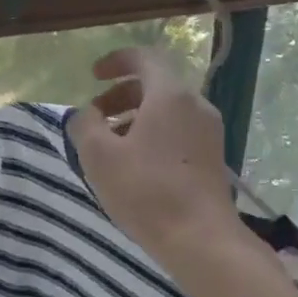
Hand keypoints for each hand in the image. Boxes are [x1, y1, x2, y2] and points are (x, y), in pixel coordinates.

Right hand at [67, 46, 242, 270]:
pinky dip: (153, 134)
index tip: (93, 76)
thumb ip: (84, 125)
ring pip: (167, 110)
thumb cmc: (146, 191)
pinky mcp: (212, 157)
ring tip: (110, 145)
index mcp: (170, 95)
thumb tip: (86, 115)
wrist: (201, 238)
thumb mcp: (99, 156)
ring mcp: (209, 132)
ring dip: (135, 117)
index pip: (145, 58)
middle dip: (120, 95)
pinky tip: (135, 165)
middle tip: (95, 118)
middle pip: (156, 85)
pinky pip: (178, 131)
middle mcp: (196, 105)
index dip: (116, 61)